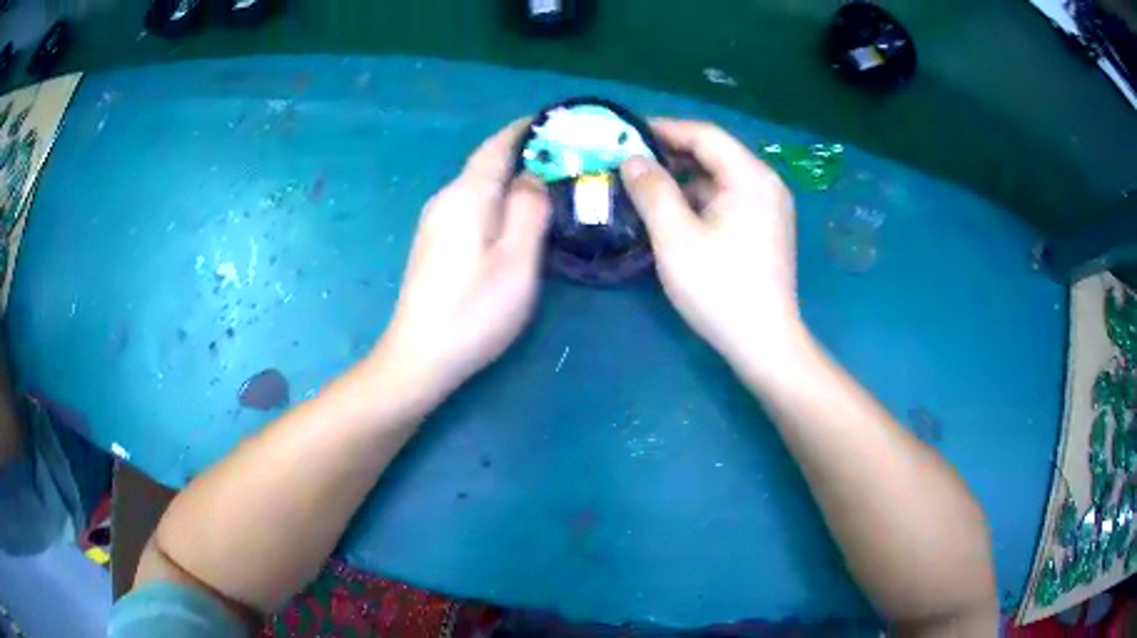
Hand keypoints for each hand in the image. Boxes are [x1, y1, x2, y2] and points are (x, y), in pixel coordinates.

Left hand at [371, 120, 550, 411]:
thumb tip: (531, 177)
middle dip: (523, 153)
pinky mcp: (432, 243)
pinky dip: (495, 199)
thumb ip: (528, 209)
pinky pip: (469, 206)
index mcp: (466, 195)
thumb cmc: (474, 311)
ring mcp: (434, 222)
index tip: (556, 120)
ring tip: (548, 184)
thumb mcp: (516, 260)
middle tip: (565, 158)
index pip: (497, 145)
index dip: (526, 129)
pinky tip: (513, 217)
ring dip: (510, 178)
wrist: (419, 357)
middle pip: (486, 163)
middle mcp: (445, 199)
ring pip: (478, 186)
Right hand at [620, 119, 803, 375]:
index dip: (663, 129)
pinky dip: (698, 200)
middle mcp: (765, 184)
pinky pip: (727, 199)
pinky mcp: (765, 229)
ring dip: (682, 179)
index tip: (626, 133)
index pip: (704, 134)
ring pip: (719, 178)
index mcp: (750, 177)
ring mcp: (769, 207)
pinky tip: (671, 213)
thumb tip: (632, 159)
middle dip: (670, 155)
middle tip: (628, 163)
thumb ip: (652, 191)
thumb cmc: (720, 288)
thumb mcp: (676, 237)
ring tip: (642, 188)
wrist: (764, 343)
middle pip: (714, 154)